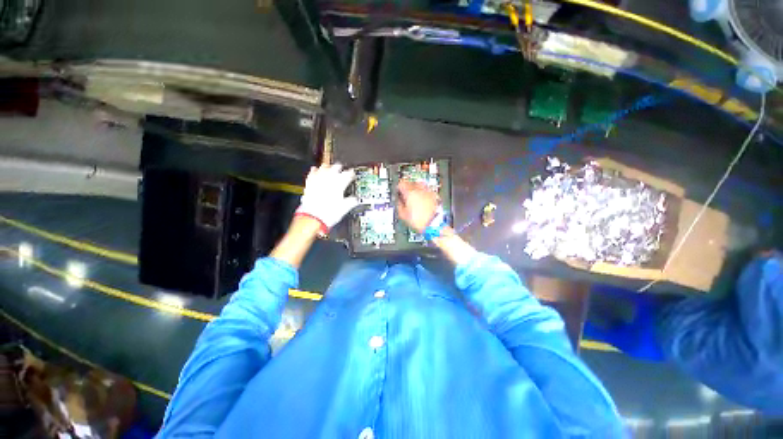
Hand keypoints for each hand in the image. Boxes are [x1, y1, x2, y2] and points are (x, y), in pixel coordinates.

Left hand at [296, 163, 358, 230]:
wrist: (313, 217)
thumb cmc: (328, 213)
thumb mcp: (345, 208)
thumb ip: (351, 201)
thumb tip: (355, 200)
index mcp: (339, 184)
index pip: (348, 174)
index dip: (352, 174)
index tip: (353, 174)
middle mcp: (329, 179)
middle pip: (336, 167)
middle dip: (340, 168)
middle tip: (343, 170)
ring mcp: (318, 180)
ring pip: (324, 167)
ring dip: (328, 167)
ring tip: (330, 168)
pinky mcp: (309, 184)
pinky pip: (312, 173)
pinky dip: (315, 171)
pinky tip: (315, 170)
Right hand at [396, 180, 439, 232]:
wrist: (434, 224)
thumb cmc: (419, 221)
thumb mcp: (403, 215)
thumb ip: (399, 205)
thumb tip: (398, 201)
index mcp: (410, 193)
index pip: (402, 183)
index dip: (399, 187)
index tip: (398, 191)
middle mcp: (420, 189)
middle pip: (411, 182)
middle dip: (408, 187)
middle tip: (406, 194)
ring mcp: (428, 192)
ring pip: (420, 185)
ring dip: (416, 189)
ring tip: (415, 197)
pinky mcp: (435, 196)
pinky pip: (427, 191)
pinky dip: (424, 193)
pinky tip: (423, 200)